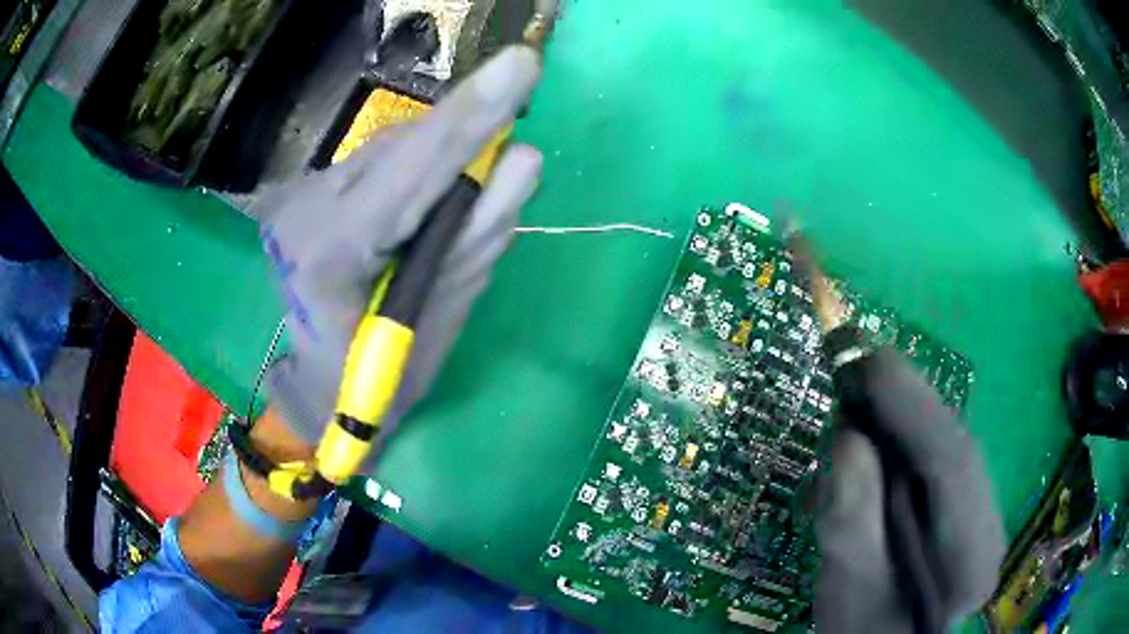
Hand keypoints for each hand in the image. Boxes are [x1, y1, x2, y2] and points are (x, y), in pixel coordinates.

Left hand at [255, 47, 542, 453]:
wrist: (319, 381)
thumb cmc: (379, 374)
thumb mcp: (439, 318)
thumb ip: (479, 233)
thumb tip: (523, 158)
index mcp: (328, 253)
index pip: (408, 174)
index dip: (468, 120)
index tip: (523, 65)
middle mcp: (307, 206)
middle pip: (406, 148)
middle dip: (464, 145)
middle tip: (502, 168)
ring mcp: (305, 191)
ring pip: (398, 147)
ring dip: (443, 163)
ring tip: (450, 216)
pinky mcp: (314, 184)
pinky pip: (386, 160)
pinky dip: (421, 173)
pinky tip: (421, 209)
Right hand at [789, 230, 1003, 631]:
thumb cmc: (865, 632)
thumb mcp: (847, 594)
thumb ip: (851, 525)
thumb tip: (845, 439)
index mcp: (970, 559)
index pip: (954, 466)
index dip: (913, 405)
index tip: (867, 361)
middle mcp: (988, 523)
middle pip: (954, 446)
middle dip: (905, 403)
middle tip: (852, 370)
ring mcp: (981, 511)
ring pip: (945, 445)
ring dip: (900, 419)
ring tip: (855, 407)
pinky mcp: (963, 504)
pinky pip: (935, 457)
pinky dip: (901, 440)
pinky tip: (872, 446)